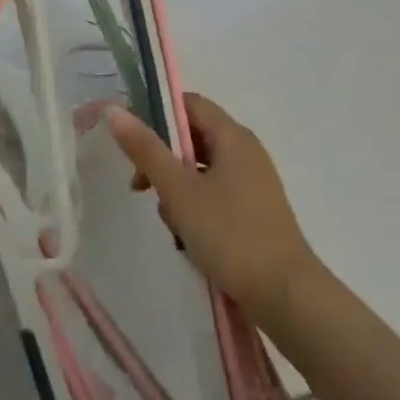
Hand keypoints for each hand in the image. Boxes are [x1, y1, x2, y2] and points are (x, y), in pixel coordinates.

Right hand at [105, 93, 323, 327]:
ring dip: (178, 190)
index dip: (157, 115)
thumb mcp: (179, 190)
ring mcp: (253, 183)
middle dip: (164, 160)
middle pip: (194, 138)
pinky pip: (215, 194)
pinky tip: (189, 237)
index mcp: (234, 137)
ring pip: (201, 170)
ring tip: (172, 222)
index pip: (190, 104)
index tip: (132, 143)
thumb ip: (146, 149)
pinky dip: (196, 207)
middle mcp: (247, 152)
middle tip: (141, 187)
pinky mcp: (254, 211)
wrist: (284, 295)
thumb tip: (114, 109)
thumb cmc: (230, 234)